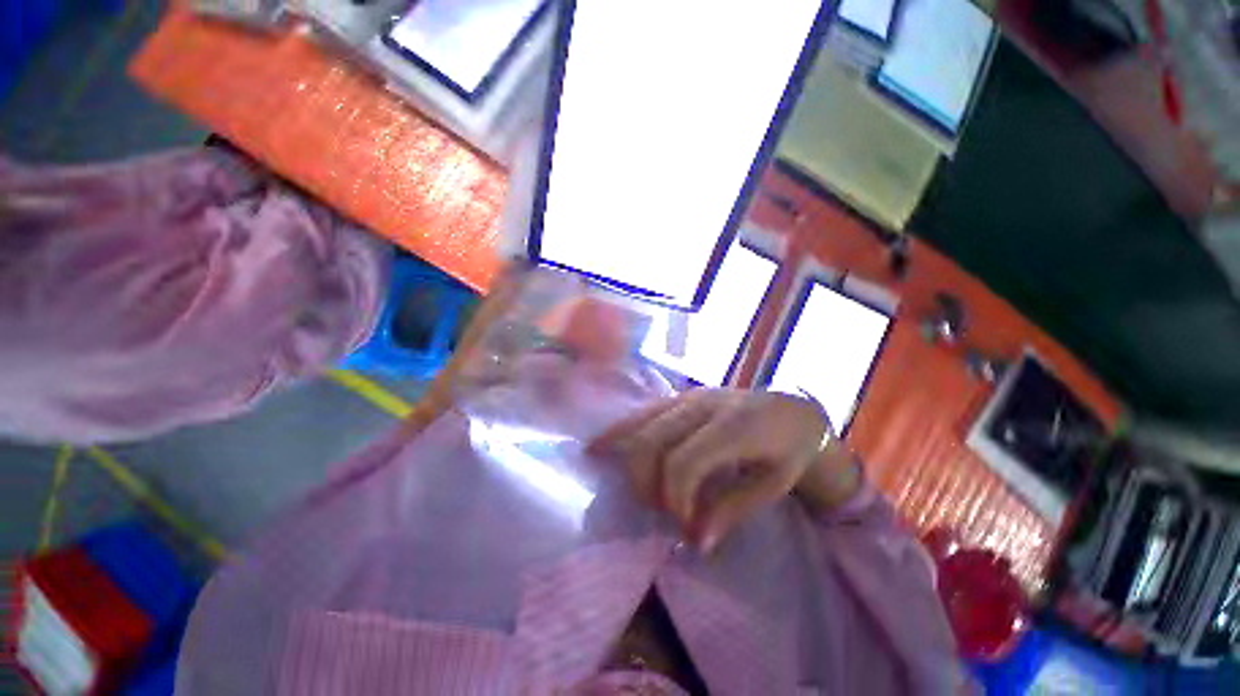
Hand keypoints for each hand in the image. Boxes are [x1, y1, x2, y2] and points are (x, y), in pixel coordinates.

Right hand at [589, 389, 852, 551]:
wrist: (792, 408)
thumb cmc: (790, 449)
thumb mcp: (774, 484)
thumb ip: (733, 509)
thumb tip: (694, 542)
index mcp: (733, 425)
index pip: (683, 463)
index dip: (675, 499)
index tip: (684, 526)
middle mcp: (702, 404)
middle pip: (651, 443)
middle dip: (647, 485)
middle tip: (664, 513)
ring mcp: (686, 397)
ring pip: (640, 426)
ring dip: (632, 465)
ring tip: (640, 493)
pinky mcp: (678, 398)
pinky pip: (641, 414)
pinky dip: (617, 432)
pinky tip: (596, 447)